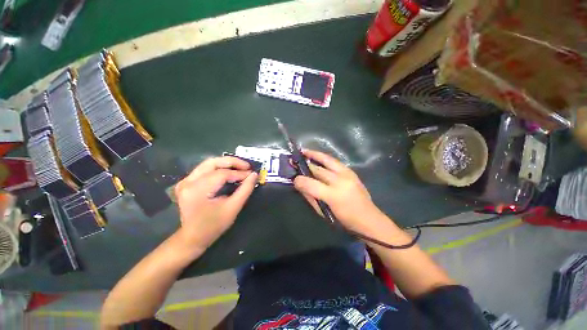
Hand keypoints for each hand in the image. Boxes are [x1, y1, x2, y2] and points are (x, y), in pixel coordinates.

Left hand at [174, 157, 257, 252]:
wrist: (193, 237)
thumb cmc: (213, 227)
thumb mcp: (231, 210)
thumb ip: (244, 191)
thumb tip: (253, 175)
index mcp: (197, 189)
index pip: (221, 174)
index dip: (238, 173)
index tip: (251, 174)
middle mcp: (188, 182)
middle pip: (211, 163)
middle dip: (230, 162)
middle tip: (246, 166)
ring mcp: (184, 181)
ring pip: (206, 165)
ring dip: (223, 164)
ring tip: (238, 168)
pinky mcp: (184, 183)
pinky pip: (201, 171)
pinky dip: (214, 170)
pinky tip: (225, 172)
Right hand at [293, 150, 385, 234]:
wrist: (368, 218)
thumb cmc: (344, 221)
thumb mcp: (324, 213)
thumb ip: (311, 198)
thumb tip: (300, 186)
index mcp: (333, 195)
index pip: (311, 184)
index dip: (300, 180)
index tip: (293, 179)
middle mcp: (340, 181)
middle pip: (319, 170)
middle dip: (305, 164)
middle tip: (294, 160)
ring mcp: (347, 175)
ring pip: (328, 160)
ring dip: (315, 155)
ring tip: (304, 151)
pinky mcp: (352, 173)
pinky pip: (336, 162)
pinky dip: (326, 159)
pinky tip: (319, 158)